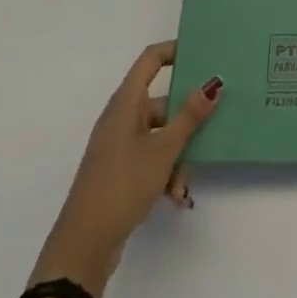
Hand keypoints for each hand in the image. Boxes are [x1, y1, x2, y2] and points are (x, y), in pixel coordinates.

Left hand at [29, 41, 222, 296]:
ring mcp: (118, 146)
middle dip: (186, 122)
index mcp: (126, 103)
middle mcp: (121, 118)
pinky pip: (151, 159)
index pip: (151, 60)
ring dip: (178, 156)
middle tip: (213, 127)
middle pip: (162, 103)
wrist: (83, 247)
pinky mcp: (119, 171)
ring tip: (185, 184)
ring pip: (160, 136)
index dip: (175, 51)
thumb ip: (191, 115)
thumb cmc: (122, 185)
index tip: (204, 54)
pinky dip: (165, 173)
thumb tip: (214, 82)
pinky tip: (176, 197)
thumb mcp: (164, 149)